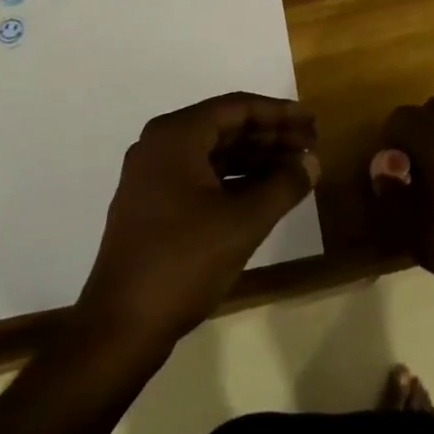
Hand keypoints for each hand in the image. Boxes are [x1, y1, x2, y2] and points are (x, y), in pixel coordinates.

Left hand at [77, 93, 319, 347]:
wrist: (121, 326)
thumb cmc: (183, 262)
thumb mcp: (243, 222)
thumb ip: (283, 185)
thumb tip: (312, 161)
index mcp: (176, 136)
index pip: (236, 107)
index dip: (279, 113)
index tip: (312, 121)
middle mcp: (160, 146)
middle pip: (225, 127)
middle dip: (270, 136)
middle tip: (311, 145)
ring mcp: (152, 176)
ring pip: (214, 153)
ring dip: (255, 158)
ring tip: (295, 169)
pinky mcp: (152, 205)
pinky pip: (201, 176)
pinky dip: (234, 179)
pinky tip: (264, 193)